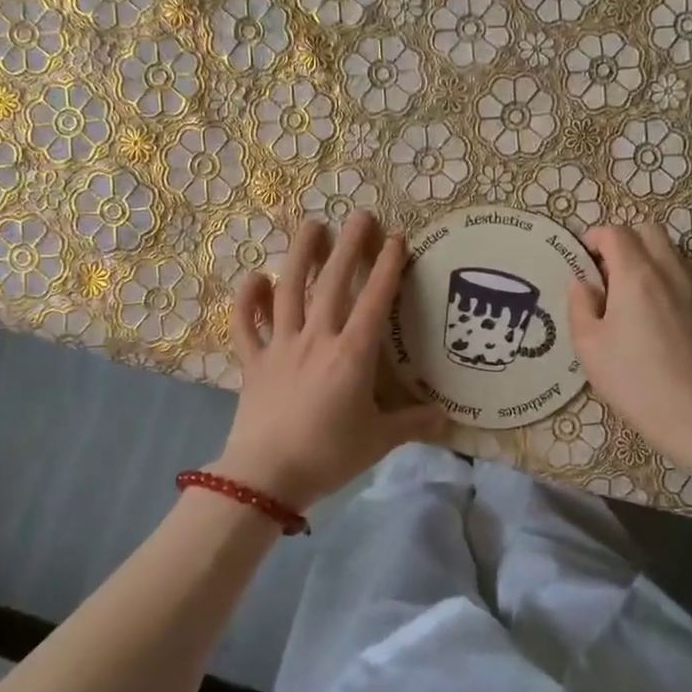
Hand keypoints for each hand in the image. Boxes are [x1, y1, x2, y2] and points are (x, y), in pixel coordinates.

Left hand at [215, 213, 447, 507]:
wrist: (266, 477)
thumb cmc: (329, 455)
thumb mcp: (379, 441)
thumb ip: (412, 423)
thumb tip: (446, 418)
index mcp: (352, 353)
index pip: (375, 299)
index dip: (387, 266)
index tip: (396, 238)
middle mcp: (317, 338)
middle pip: (332, 282)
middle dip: (348, 246)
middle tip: (360, 215)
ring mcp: (280, 346)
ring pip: (289, 290)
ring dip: (300, 254)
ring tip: (310, 225)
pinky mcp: (253, 361)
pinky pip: (246, 324)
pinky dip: (247, 299)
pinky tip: (255, 277)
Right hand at [569, 224, 691, 472]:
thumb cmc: (633, 379)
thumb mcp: (588, 346)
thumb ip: (580, 305)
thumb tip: (582, 282)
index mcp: (636, 275)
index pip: (615, 232)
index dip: (594, 238)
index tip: (581, 259)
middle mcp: (668, 271)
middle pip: (648, 231)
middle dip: (623, 240)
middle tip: (605, 271)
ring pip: (669, 251)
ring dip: (645, 257)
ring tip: (627, 292)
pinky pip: (682, 274)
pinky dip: (663, 277)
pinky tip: (651, 312)